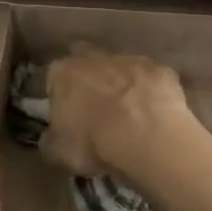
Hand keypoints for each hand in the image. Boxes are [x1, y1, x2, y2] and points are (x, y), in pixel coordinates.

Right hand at [41, 48, 189, 181]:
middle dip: (89, 78)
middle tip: (96, 107)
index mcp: (63, 73)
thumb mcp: (57, 152)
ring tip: (129, 114)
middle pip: (87, 60)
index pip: (54, 77)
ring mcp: (131, 60)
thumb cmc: (94, 143)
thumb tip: (51, 138)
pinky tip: (156, 115)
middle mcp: (94, 58)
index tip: (66, 115)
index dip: (59, 95)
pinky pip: (153, 80)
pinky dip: (152, 93)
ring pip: (122, 67)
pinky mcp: (161, 70)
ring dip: (122, 84)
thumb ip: (50, 140)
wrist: (147, 138)